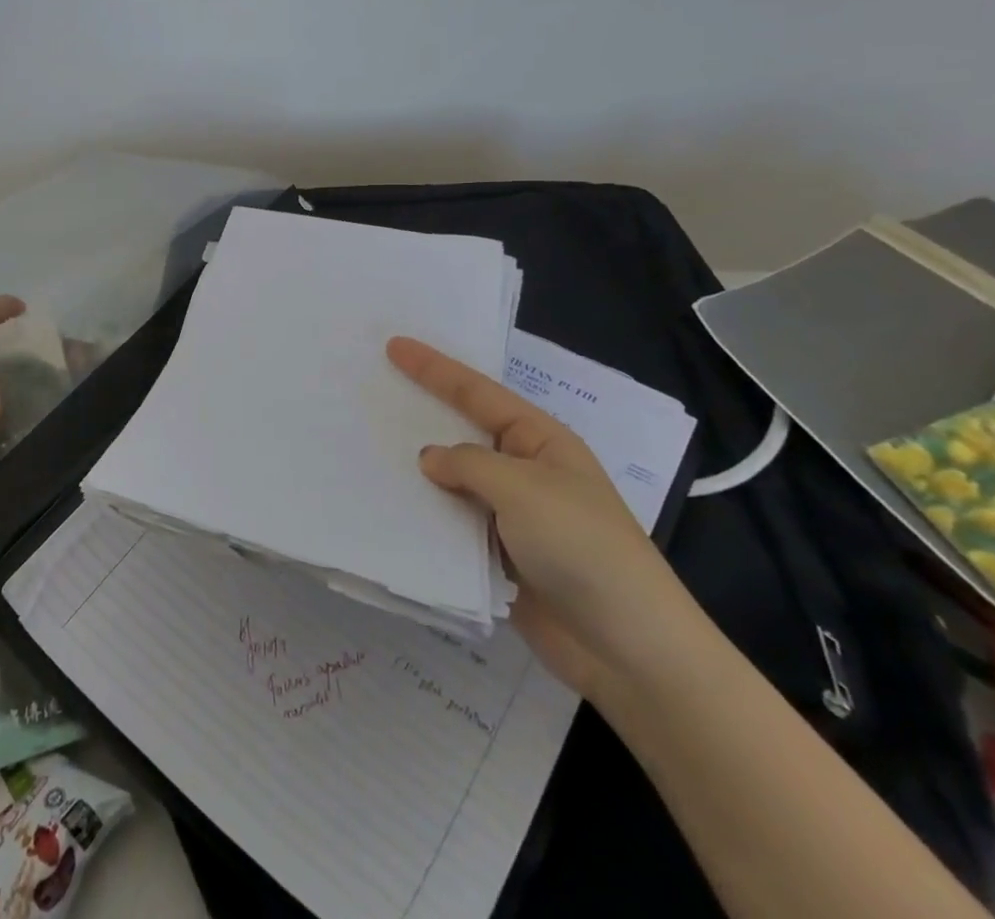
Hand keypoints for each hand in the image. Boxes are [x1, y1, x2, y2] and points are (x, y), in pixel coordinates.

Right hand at [387, 336, 691, 699]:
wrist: (628, 649)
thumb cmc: (582, 548)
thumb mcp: (523, 488)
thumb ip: (468, 464)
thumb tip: (429, 459)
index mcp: (539, 441)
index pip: (476, 393)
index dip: (433, 368)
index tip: (393, 345)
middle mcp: (522, 471)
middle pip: (461, 432)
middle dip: (421, 413)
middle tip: (373, 390)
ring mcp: (510, 516)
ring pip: (451, 482)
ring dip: (417, 472)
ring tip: (365, 450)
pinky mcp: (497, 558)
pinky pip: (450, 525)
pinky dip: (423, 517)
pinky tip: (386, 508)